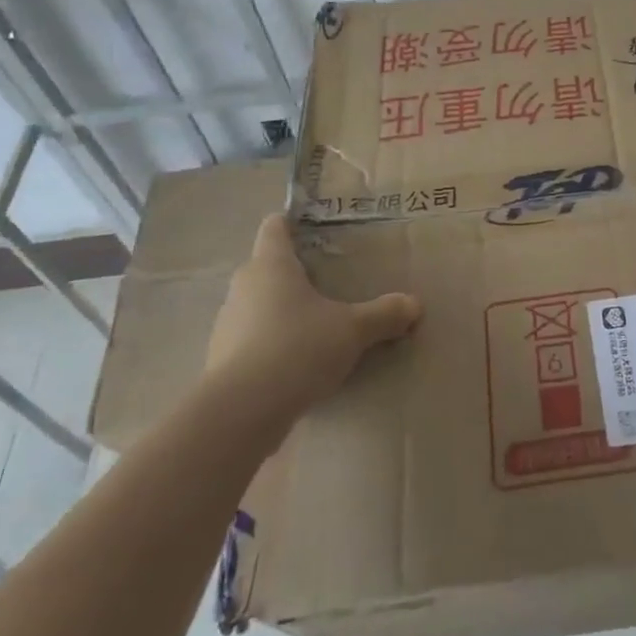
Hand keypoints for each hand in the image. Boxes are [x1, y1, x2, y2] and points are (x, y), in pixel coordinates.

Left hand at [204, 215, 421, 408]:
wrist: (240, 413)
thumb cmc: (297, 349)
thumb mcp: (352, 331)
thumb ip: (384, 314)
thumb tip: (415, 304)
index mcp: (271, 265)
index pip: (274, 227)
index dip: (291, 223)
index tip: (314, 230)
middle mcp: (243, 287)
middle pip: (266, 267)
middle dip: (294, 273)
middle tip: (328, 282)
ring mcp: (226, 325)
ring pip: (257, 306)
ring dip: (281, 312)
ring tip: (314, 326)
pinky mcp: (220, 361)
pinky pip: (250, 341)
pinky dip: (270, 346)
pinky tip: (295, 365)